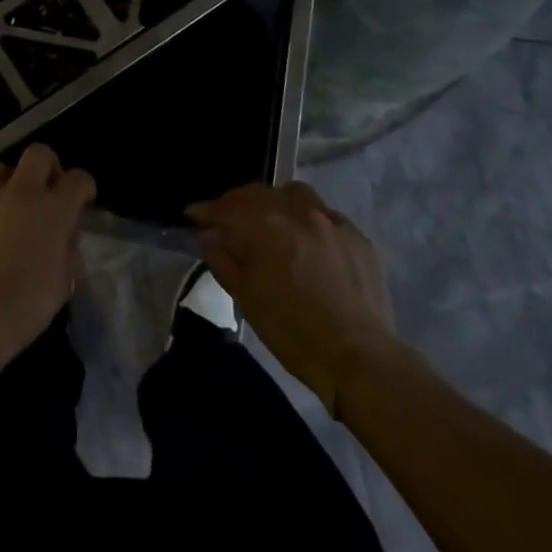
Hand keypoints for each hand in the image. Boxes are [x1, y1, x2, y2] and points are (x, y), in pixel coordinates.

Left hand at [0, 144, 94, 371]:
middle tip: (46, 192)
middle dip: (47, 167)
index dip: (83, 187)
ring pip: (1, 171)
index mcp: (53, 211)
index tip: (82, 199)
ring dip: (11, 185)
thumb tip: (64, 236)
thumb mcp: (62, 285)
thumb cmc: (22, 308)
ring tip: (8, 212)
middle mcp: (20, 193)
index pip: (78, 179)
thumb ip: (68, 252)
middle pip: (37, 154)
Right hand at [186, 182, 402, 411]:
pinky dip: (306, 219)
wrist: (358, 358)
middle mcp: (298, 212)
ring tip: (268, 220)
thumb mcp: (247, 297)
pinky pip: (324, 214)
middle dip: (237, 202)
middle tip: (225, 218)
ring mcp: (331, 220)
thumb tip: (209, 236)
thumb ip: (223, 260)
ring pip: (294, 193)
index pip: (228, 207)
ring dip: (274, 201)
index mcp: (267, 226)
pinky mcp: (357, 236)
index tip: (193, 214)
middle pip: (259, 193)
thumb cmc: (293, 331)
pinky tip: (306, 240)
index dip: (207, 210)